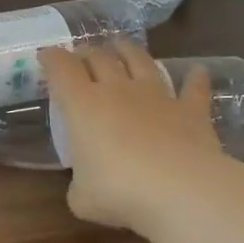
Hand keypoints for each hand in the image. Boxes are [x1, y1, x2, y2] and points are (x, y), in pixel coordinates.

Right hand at [40, 40, 227, 235]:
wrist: (181, 190)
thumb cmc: (119, 191)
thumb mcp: (82, 197)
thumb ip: (79, 185)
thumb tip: (86, 186)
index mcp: (82, 105)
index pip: (61, 69)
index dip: (51, 58)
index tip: (45, 54)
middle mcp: (117, 90)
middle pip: (99, 58)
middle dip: (86, 52)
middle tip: (80, 55)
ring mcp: (157, 96)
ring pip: (140, 62)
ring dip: (129, 50)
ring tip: (122, 45)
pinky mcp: (191, 111)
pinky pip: (193, 88)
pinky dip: (195, 78)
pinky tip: (198, 71)